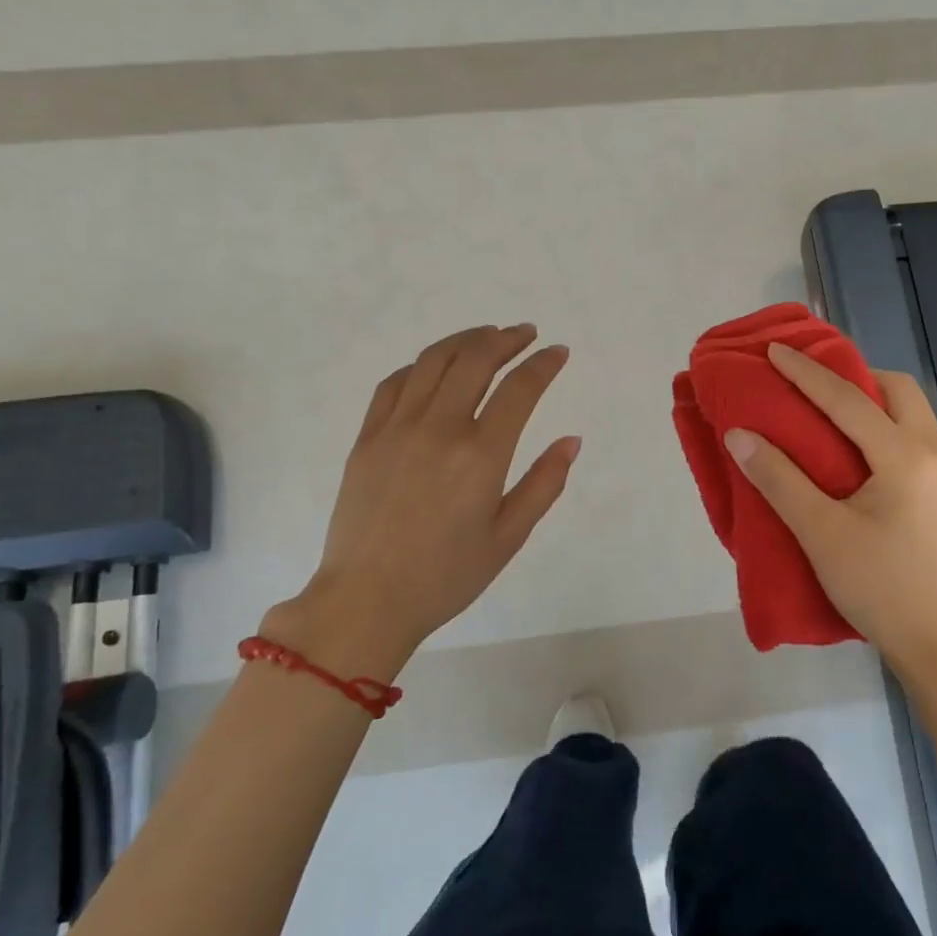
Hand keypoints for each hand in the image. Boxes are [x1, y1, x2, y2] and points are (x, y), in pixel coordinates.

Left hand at [263, 325, 579, 679]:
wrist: (365, 600)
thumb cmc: (446, 576)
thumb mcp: (508, 537)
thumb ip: (544, 484)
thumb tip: (571, 441)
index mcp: (481, 455)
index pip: (520, 389)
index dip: (544, 364)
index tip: (558, 352)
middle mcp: (439, 429)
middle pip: (475, 360)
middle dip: (506, 339)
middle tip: (525, 335)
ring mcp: (397, 428)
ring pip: (433, 361)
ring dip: (465, 340)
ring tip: (487, 336)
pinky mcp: (367, 437)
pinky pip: (395, 383)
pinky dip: (422, 365)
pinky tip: (436, 367)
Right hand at [723, 343, 936, 691]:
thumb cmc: (881, 589)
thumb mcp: (821, 534)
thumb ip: (779, 479)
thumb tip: (740, 435)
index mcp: (907, 457)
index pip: (848, 400)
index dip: (806, 373)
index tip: (775, 351)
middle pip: (897, 390)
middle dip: (853, 377)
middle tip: (812, 386)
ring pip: (914, 413)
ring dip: (874, 402)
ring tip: (832, 415)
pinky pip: (921, 438)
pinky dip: (889, 428)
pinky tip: (863, 454)